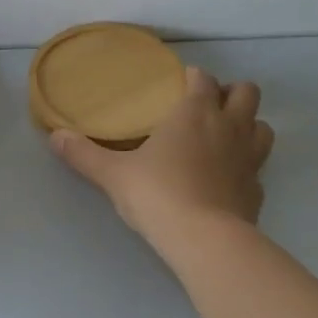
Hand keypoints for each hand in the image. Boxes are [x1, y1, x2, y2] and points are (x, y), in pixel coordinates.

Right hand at [49, 67, 273, 245]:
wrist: (204, 240)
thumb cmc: (157, 194)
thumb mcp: (112, 174)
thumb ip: (83, 154)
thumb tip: (54, 136)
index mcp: (195, 113)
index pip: (202, 79)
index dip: (193, 77)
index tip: (179, 83)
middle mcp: (229, 127)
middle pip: (247, 92)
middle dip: (231, 93)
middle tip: (208, 107)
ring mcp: (250, 158)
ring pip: (263, 126)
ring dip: (248, 125)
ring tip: (225, 138)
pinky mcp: (257, 190)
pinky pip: (258, 169)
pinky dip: (246, 168)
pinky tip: (228, 180)